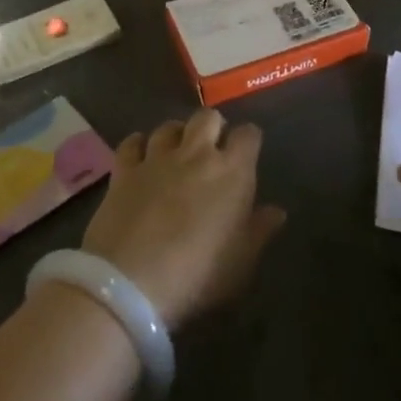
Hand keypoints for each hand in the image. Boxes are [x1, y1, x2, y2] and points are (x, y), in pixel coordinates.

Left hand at [81, 109, 285, 331]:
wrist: (131, 283)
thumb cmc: (198, 274)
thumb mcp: (241, 261)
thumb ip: (260, 230)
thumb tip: (276, 211)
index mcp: (232, 171)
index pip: (249, 134)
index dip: (249, 140)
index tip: (248, 153)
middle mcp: (196, 153)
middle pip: (208, 117)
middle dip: (213, 127)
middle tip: (212, 149)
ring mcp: (157, 158)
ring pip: (169, 126)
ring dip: (176, 134)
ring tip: (176, 152)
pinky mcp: (124, 171)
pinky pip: (132, 143)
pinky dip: (138, 145)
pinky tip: (141, 155)